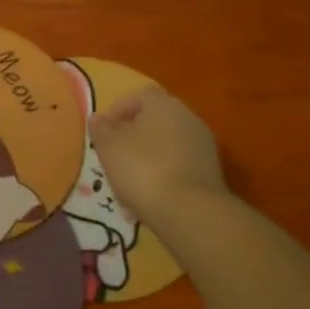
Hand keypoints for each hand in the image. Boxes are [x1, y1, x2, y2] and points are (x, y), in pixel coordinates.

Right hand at [90, 88, 230, 227]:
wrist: (190, 212)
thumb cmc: (142, 169)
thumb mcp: (109, 147)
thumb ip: (101, 129)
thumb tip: (98, 118)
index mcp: (163, 104)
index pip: (138, 96)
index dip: (118, 110)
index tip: (103, 131)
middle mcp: (188, 118)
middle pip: (155, 120)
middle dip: (133, 136)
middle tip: (115, 155)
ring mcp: (203, 146)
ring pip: (167, 145)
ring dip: (148, 157)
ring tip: (129, 181)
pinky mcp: (211, 172)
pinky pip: (180, 166)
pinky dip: (164, 175)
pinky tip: (150, 196)